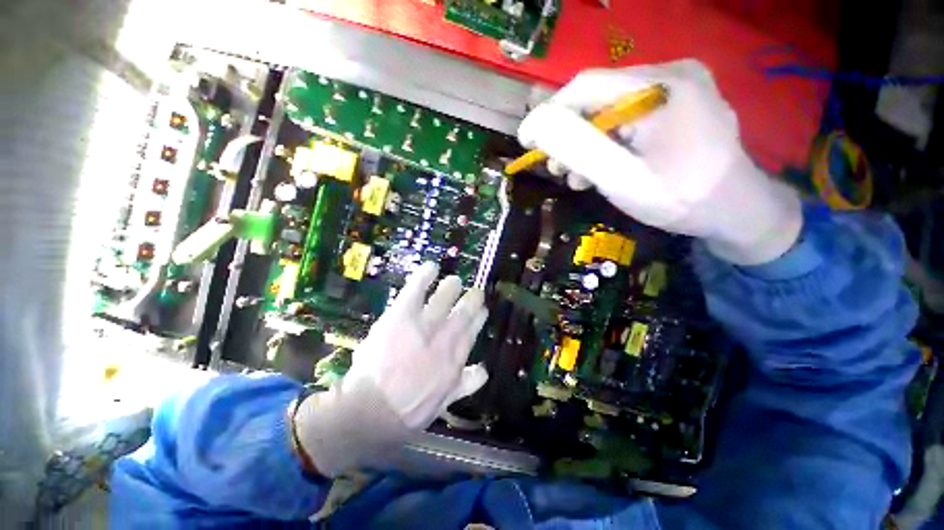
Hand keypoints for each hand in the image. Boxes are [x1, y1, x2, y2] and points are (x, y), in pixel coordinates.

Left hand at [294, 262, 487, 475]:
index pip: (473, 330)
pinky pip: (416, 290)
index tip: (482, 309)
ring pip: (444, 298)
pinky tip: (432, 266)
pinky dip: (425, 276)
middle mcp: (445, 338)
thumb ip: (465, 384)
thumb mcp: (443, 403)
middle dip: (472, 298)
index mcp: (455, 358)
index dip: (479, 317)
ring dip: (452, 286)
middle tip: (474, 290)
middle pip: (463, 311)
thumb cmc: (408, 410)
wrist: (370, 411)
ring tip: (454, 280)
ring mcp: (424, 324)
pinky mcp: (402, 315)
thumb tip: (485, 371)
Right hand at [518, 59, 801, 264]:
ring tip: (575, 175)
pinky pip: (628, 115)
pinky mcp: (679, 101)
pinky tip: (601, 167)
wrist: (737, 211)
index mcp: (662, 86)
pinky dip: (608, 141)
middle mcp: (671, 73)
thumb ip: (579, 149)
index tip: (527, 142)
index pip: (585, 86)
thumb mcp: (622, 180)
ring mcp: (678, 86)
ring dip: (586, 142)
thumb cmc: (680, 200)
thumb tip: (536, 124)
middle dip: (568, 135)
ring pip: (610, 108)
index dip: (548, 113)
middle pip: (598, 97)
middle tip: (555, 168)